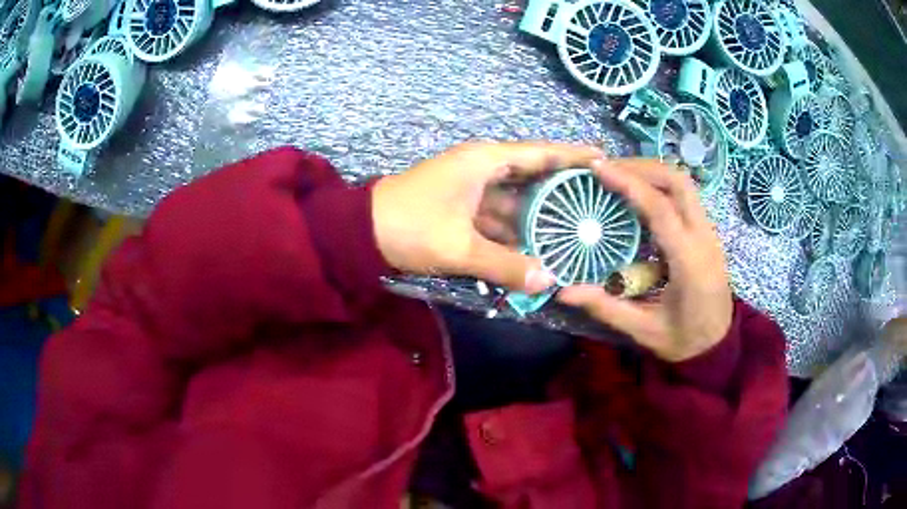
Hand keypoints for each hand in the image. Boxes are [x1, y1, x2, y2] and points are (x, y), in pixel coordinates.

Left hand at [372, 141, 602, 293]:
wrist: (360, 232)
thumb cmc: (409, 227)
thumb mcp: (459, 247)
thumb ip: (505, 265)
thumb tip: (548, 281)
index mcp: (485, 161)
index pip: (541, 153)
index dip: (573, 156)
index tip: (604, 160)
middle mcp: (483, 168)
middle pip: (533, 176)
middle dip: (563, 190)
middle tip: (598, 202)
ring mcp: (472, 187)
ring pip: (517, 200)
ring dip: (540, 215)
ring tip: (577, 227)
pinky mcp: (463, 206)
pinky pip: (499, 215)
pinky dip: (517, 229)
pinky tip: (539, 245)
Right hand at [558, 159, 732, 361]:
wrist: (719, 346)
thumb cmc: (684, 341)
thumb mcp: (644, 331)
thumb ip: (607, 308)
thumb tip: (564, 291)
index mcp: (689, 262)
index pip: (660, 208)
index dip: (629, 183)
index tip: (598, 168)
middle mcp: (704, 238)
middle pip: (678, 182)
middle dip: (642, 167)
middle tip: (608, 169)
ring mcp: (710, 233)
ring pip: (685, 185)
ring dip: (653, 173)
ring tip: (621, 176)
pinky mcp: (708, 233)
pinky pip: (686, 197)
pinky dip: (661, 187)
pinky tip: (640, 197)